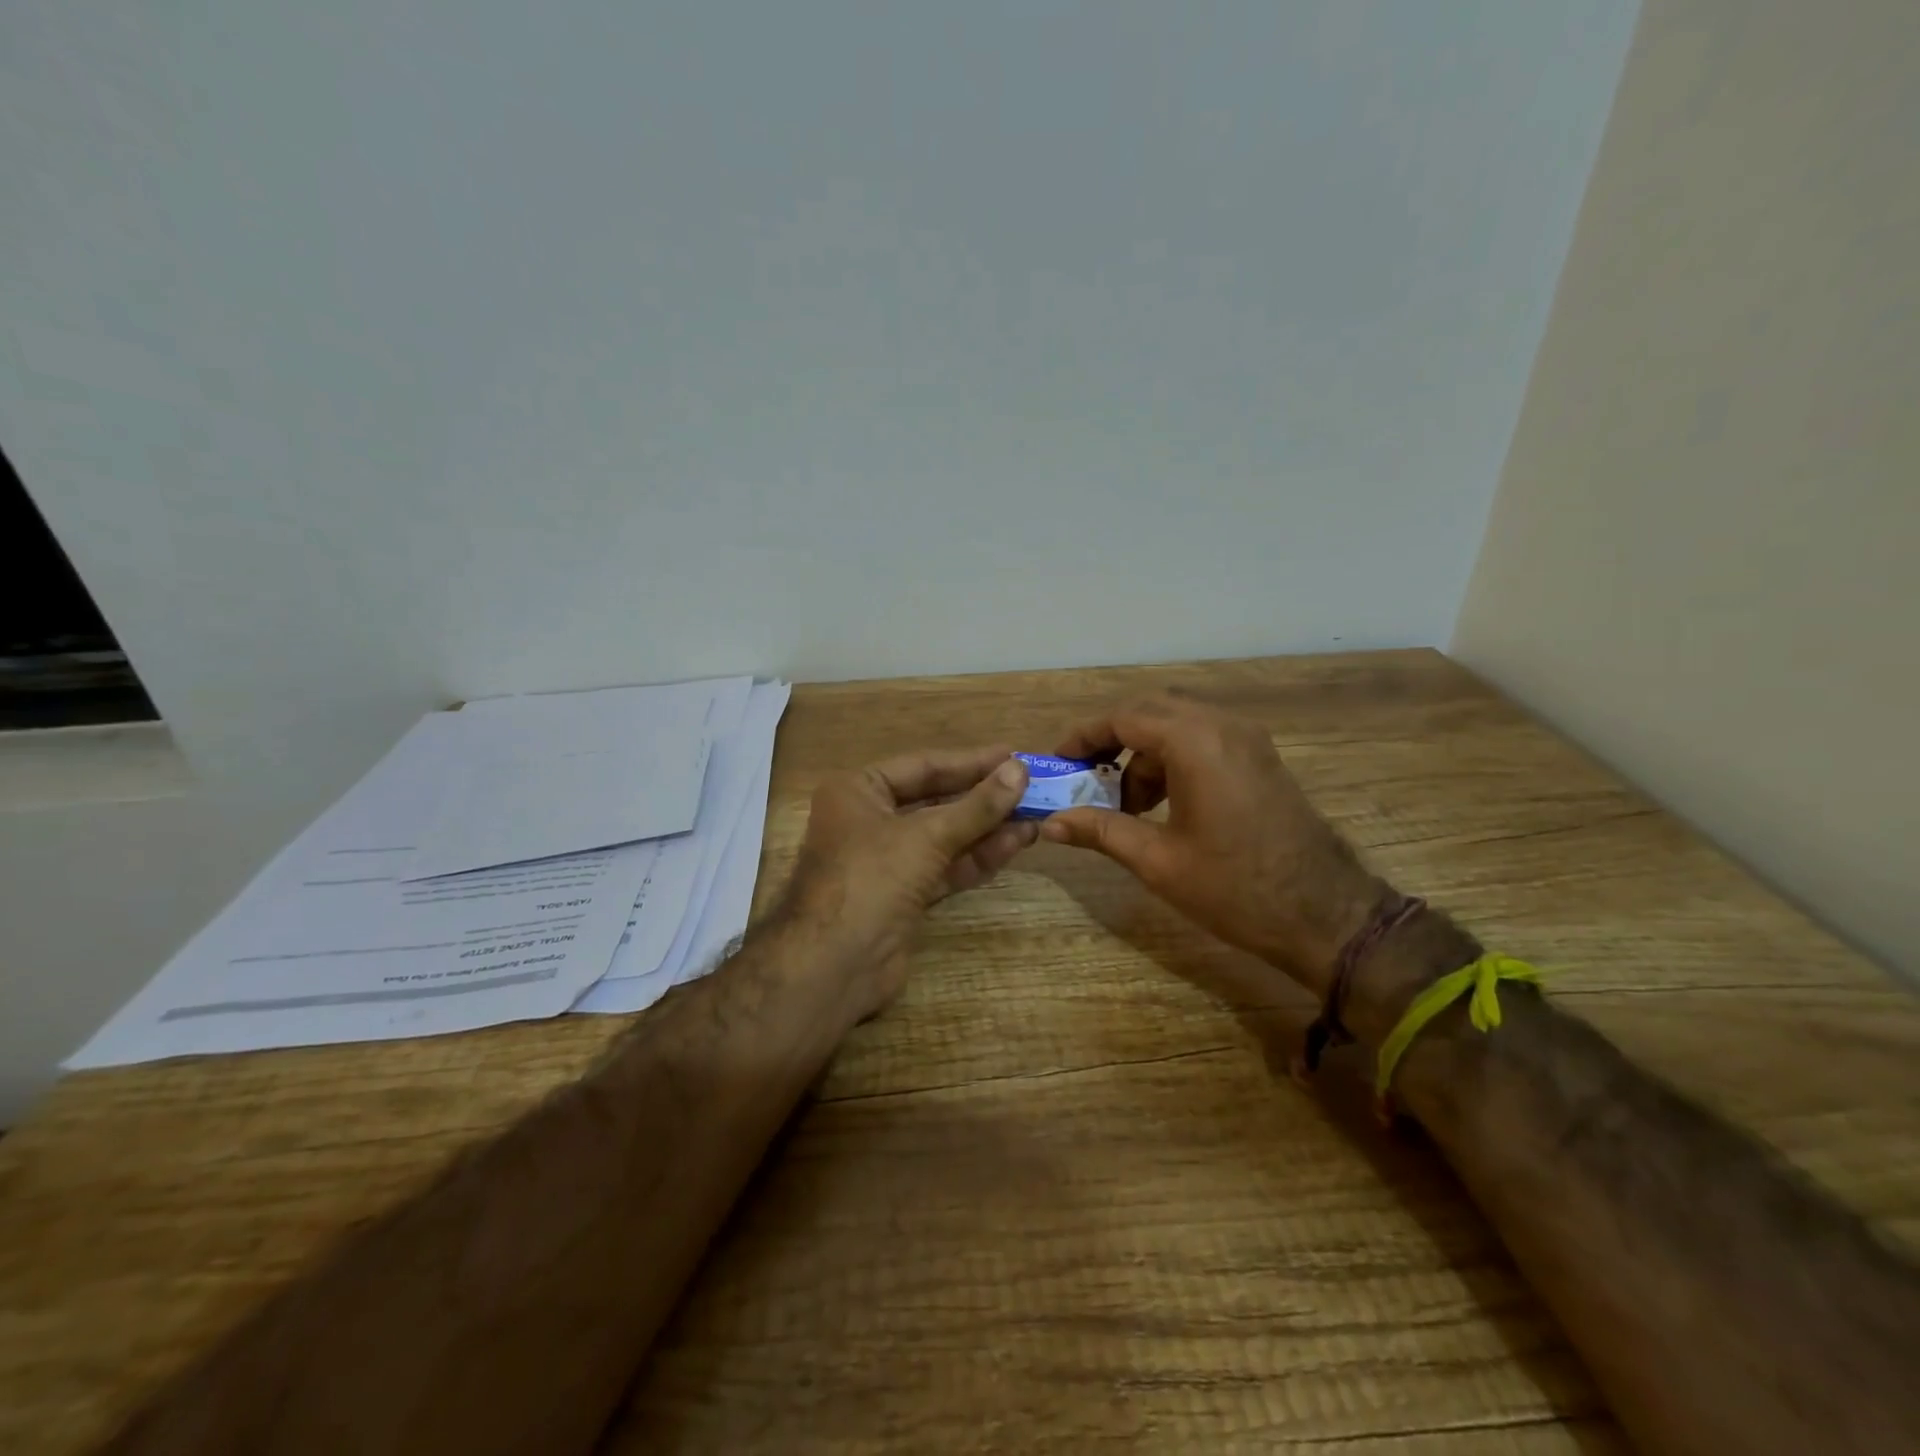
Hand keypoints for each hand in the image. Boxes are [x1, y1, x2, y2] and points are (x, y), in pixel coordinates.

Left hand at [785, 746, 1036, 1018]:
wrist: (833, 966)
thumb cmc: (871, 879)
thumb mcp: (926, 836)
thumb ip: (977, 806)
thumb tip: (1020, 770)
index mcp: (859, 791)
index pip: (923, 766)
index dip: (971, 762)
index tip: (1015, 756)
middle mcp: (870, 820)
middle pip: (936, 801)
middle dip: (983, 798)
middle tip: (1034, 788)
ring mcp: (887, 861)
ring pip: (945, 837)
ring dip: (987, 828)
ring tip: (1036, 817)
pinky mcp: (904, 896)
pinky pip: (945, 867)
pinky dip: (977, 857)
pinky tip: (1014, 845)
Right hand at [1040, 696, 1380, 992]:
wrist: (1325, 915)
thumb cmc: (1234, 888)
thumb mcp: (1157, 861)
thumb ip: (1100, 830)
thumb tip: (1051, 823)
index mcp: (1195, 743)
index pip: (1124, 717)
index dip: (1085, 737)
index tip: (1060, 763)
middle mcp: (1223, 726)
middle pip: (1151, 711)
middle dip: (1113, 740)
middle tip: (1087, 777)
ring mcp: (1248, 739)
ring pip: (1178, 723)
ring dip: (1144, 752)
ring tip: (1127, 804)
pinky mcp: (1260, 757)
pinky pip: (1203, 738)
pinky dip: (1173, 758)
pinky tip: (1164, 803)